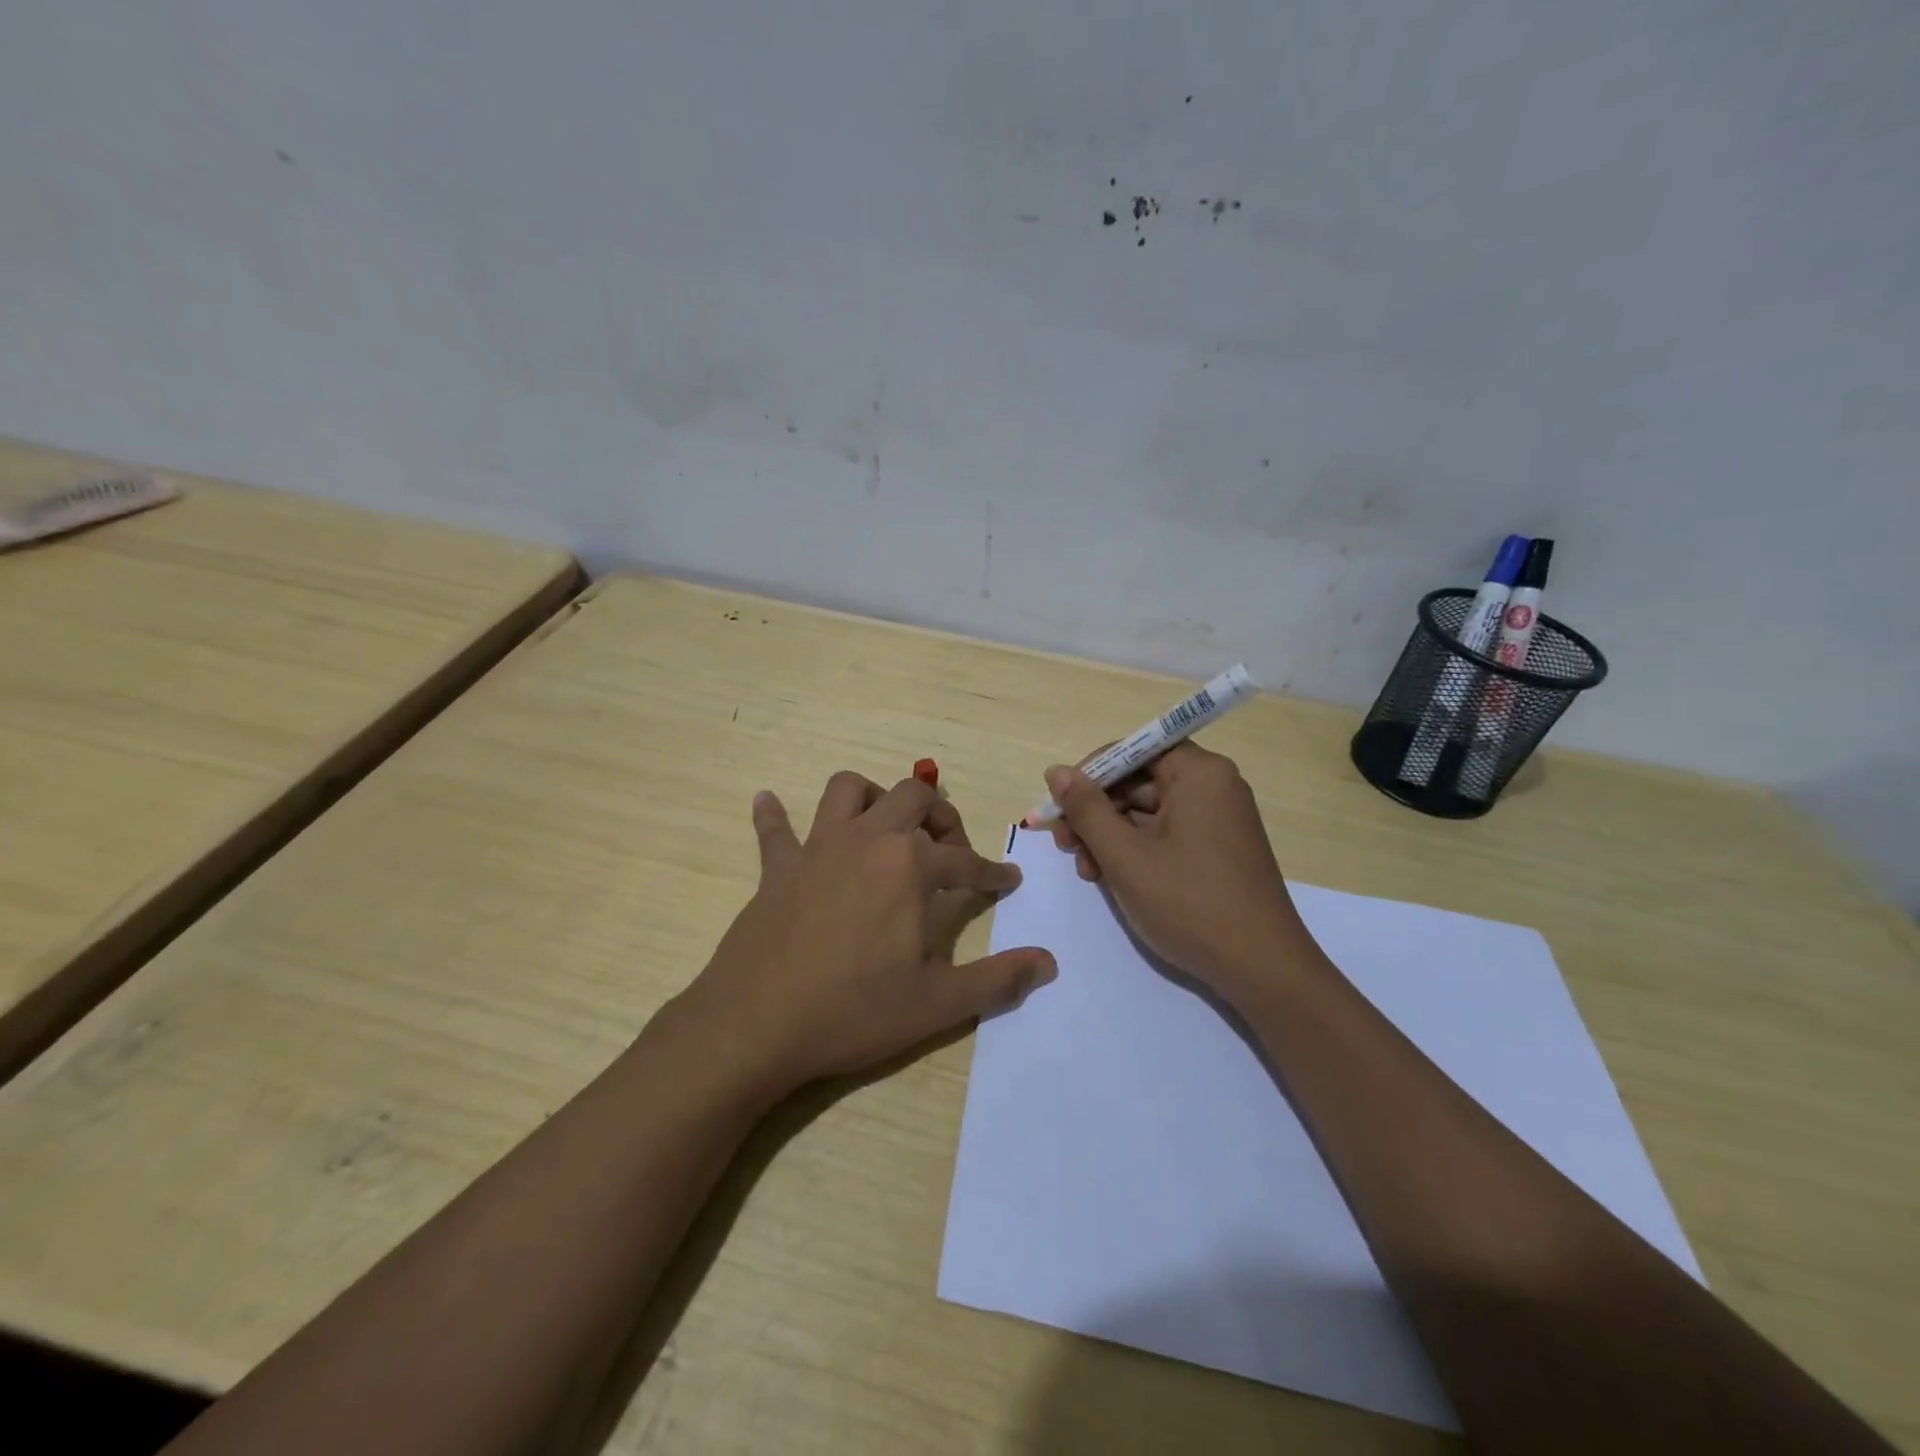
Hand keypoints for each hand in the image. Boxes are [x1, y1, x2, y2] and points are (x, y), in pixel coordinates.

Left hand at [675, 771, 1055, 1100]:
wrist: (756, 1026)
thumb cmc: (853, 1010)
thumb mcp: (937, 1004)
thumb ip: (997, 979)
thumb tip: (1049, 963)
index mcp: (909, 865)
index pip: (965, 860)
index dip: (992, 872)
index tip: (1008, 880)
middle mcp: (866, 839)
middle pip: (911, 797)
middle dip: (940, 815)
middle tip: (949, 849)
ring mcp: (817, 848)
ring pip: (847, 790)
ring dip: (872, 797)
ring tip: (885, 827)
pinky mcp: (778, 868)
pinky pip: (775, 829)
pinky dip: (775, 815)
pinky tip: (768, 803)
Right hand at [1044, 743, 1317, 1000]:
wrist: (1261, 969)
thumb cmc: (1189, 904)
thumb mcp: (1125, 855)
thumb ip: (1086, 809)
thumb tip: (1056, 772)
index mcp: (1200, 774)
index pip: (1134, 750)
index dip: (1090, 774)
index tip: (1059, 806)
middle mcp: (1214, 787)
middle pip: (1139, 782)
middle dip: (1096, 812)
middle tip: (1063, 845)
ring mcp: (1218, 820)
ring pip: (1147, 812)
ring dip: (1109, 836)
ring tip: (1086, 872)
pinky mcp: (1217, 850)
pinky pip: (1166, 835)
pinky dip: (1135, 851)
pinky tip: (1111, 879)